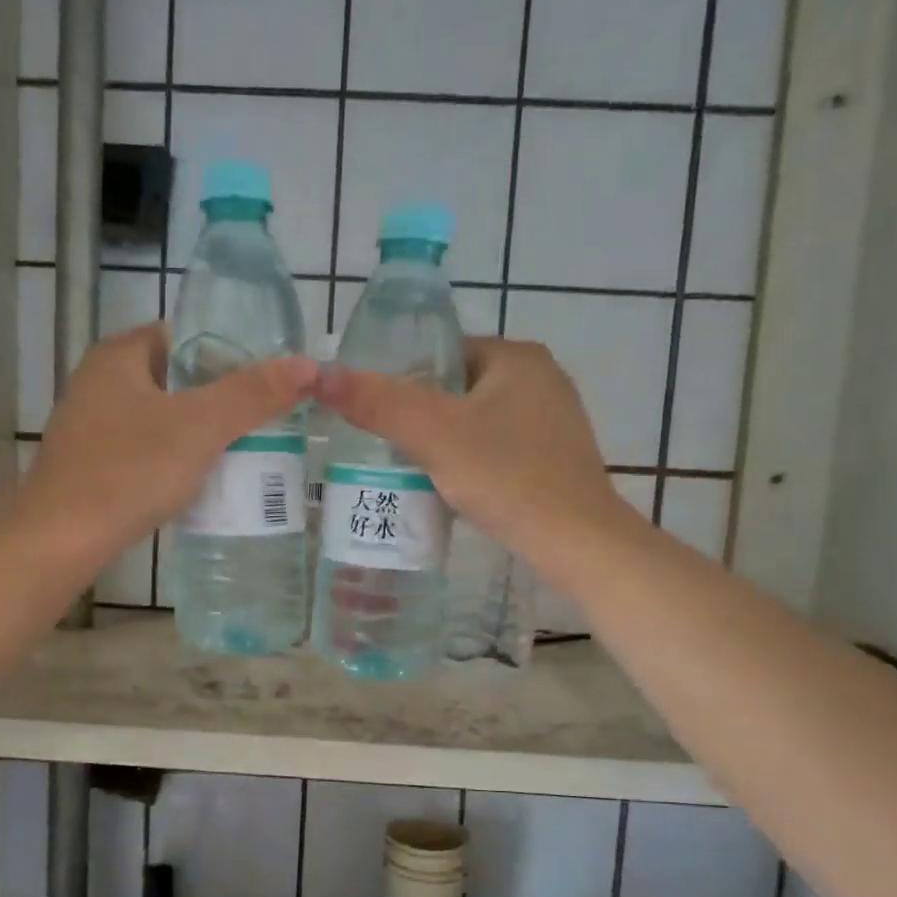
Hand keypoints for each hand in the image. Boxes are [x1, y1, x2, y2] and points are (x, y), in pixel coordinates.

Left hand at [14, 321, 317, 570]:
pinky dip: (174, 462)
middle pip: (175, 380)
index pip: (183, 336)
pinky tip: (200, 484)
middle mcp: (99, 383)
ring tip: (243, 453)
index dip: (227, 353)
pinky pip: (146, 452)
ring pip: (161, 420)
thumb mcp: (200, 428)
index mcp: (119, 356)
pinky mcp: (92, 466)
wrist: (61, 540)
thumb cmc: (130, 471)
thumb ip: (253, 395)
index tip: (264, 382)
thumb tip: (308, 365)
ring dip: (198, 434)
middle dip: (218, 399)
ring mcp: (91, 427)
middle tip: (263, 420)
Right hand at [313, 337, 636, 591]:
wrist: (576, 543)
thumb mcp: (434, 436)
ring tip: (407, 470)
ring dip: (443, 443)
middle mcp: (541, 378)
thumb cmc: (507, 478)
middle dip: (420, 416)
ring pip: (475, 422)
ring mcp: (552, 420)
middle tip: (382, 447)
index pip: (441, 352)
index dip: (401, 380)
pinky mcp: (554, 457)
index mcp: (517, 356)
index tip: (372, 414)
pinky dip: (470, 463)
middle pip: (457, 389)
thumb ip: (378, 403)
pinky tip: (450, 488)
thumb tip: (319, 375)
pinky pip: (496, 449)